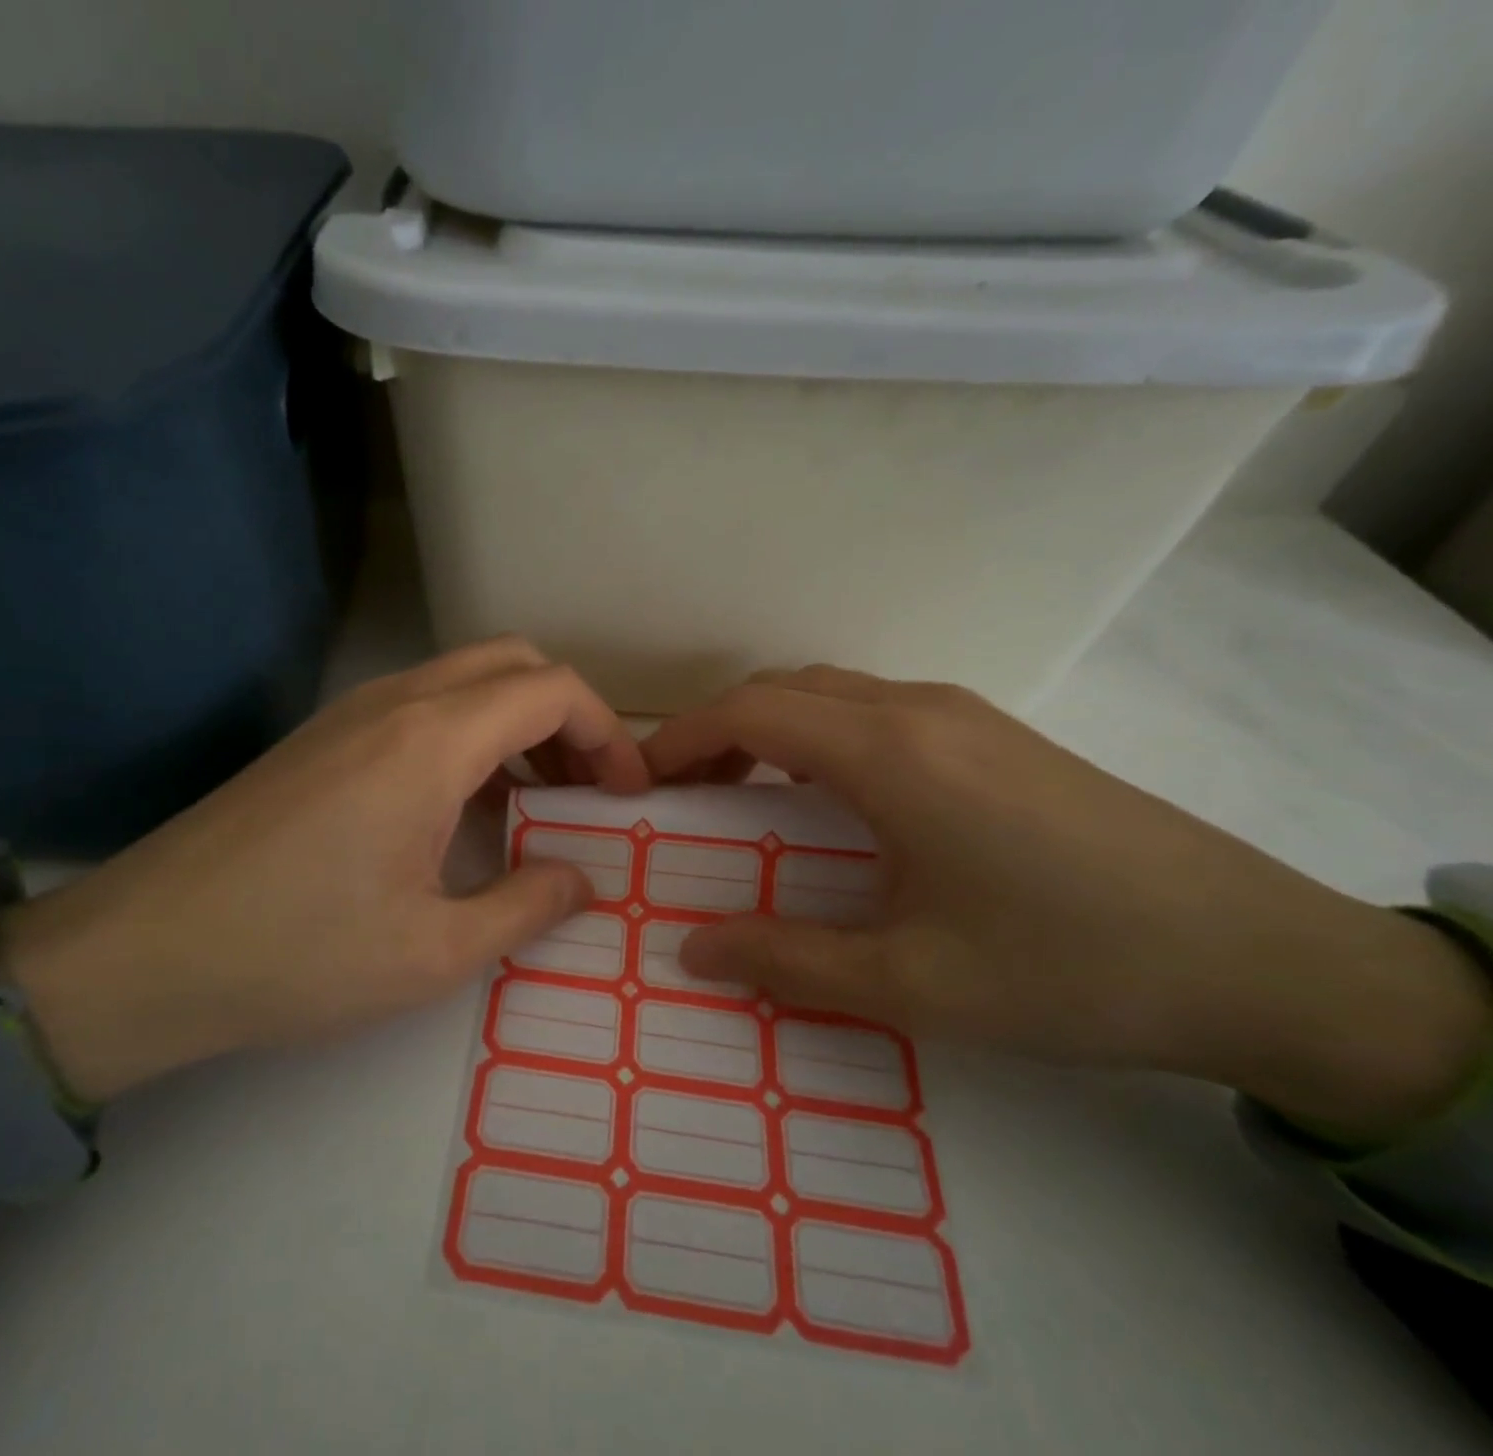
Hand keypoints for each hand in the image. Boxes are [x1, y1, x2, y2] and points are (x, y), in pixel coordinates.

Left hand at [0, 638, 649, 1102]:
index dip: (608, 734)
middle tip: (586, 790)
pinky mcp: (321, 737)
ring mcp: (350, 712)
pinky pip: (421, 706)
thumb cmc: (295, 955)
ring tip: (535, 802)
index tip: (626, 796)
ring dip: (517, 723)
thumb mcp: (432, 951)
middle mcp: (395, 701)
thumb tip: (581, 880)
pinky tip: (462, 809)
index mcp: (432, 741)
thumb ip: (525, 906)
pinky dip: (469, 735)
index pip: (553, 690)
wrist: (141, 953)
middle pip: (513, 663)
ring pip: (465, 679)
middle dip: (567, 717)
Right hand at [644, 667, 1491, 1142]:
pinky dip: (823, 733)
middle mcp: (920, 711)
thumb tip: (693, 948)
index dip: (682, 738)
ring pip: (833, 691)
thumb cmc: (1068, 969)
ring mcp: (967, 714)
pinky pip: (878, 708)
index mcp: (890, 754)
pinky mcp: (999, 734)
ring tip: (748, 793)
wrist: (1264, 962)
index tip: (641, 779)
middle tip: (687, 793)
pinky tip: (835, 797)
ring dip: (774, 727)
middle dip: (719, 730)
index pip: (752, 712)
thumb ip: (787, 960)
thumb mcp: (911, 982)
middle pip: (785, 689)